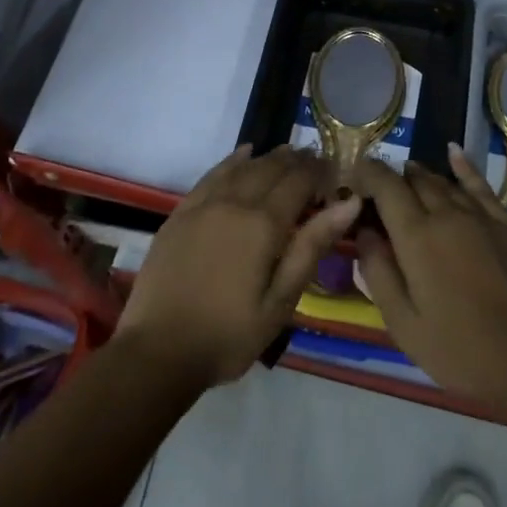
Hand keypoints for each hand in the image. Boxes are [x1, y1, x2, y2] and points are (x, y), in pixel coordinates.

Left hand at [116, 145, 361, 388]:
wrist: (158, 352)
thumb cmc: (229, 335)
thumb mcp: (281, 301)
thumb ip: (312, 246)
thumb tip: (348, 203)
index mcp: (263, 224)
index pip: (299, 182)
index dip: (320, 171)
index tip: (335, 169)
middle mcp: (235, 203)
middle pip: (271, 168)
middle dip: (297, 161)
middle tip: (315, 160)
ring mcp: (204, 204)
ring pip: (243, 167)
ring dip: (268, 158)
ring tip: (287, 154)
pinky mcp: (181, 213)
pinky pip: (212, 175)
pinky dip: (232, 161)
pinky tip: (243, 154)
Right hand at [348, 148, 506, 413]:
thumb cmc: (461, 350)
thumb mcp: (404, 324)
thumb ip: (378, 273)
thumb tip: (363, 232)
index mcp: (416, 236)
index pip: (386, 186)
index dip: (366, 174)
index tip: (352, 175)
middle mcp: (446, 214)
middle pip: (414, 180)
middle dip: (391, 178)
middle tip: (377, 190)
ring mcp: (480, 216)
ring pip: (443, 182)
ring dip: (421, 176)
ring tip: (406, 175)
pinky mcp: (506, 225)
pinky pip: (480, 186)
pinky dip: (464, 167)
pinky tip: (453, 153)